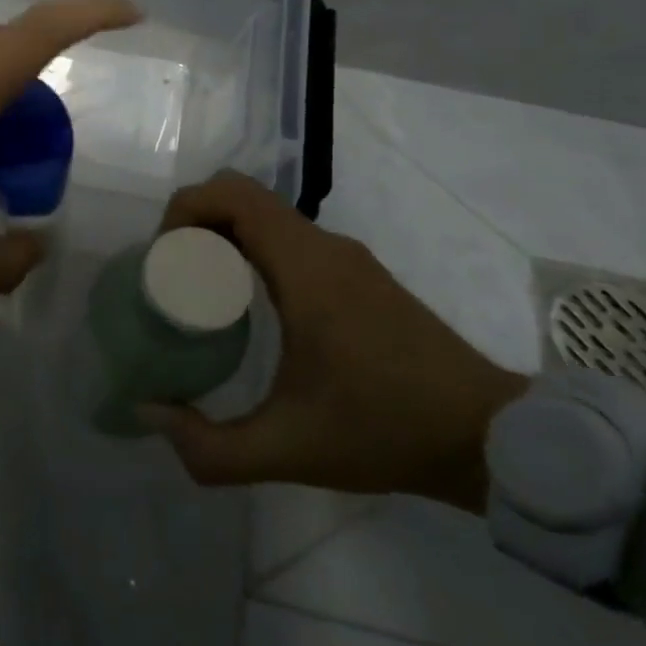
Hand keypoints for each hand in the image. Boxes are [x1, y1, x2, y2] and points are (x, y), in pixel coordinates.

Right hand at [138, 171, 526, 512]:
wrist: (494, 440)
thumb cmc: (387, 430)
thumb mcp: (289, 450)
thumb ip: (210, 447)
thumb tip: (150, 415)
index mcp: (305, 268)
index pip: (232, 195)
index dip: (184, 211)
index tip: (163, 258)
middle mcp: (324, 248)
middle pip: (242, 196)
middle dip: (195, 222)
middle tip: (173, 275)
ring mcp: (347, 259)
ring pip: (266, 215)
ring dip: (223, 234)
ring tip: (199, 291)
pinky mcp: (359, 275)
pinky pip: (289, 237)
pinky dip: (251, 248)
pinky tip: (247, 304)